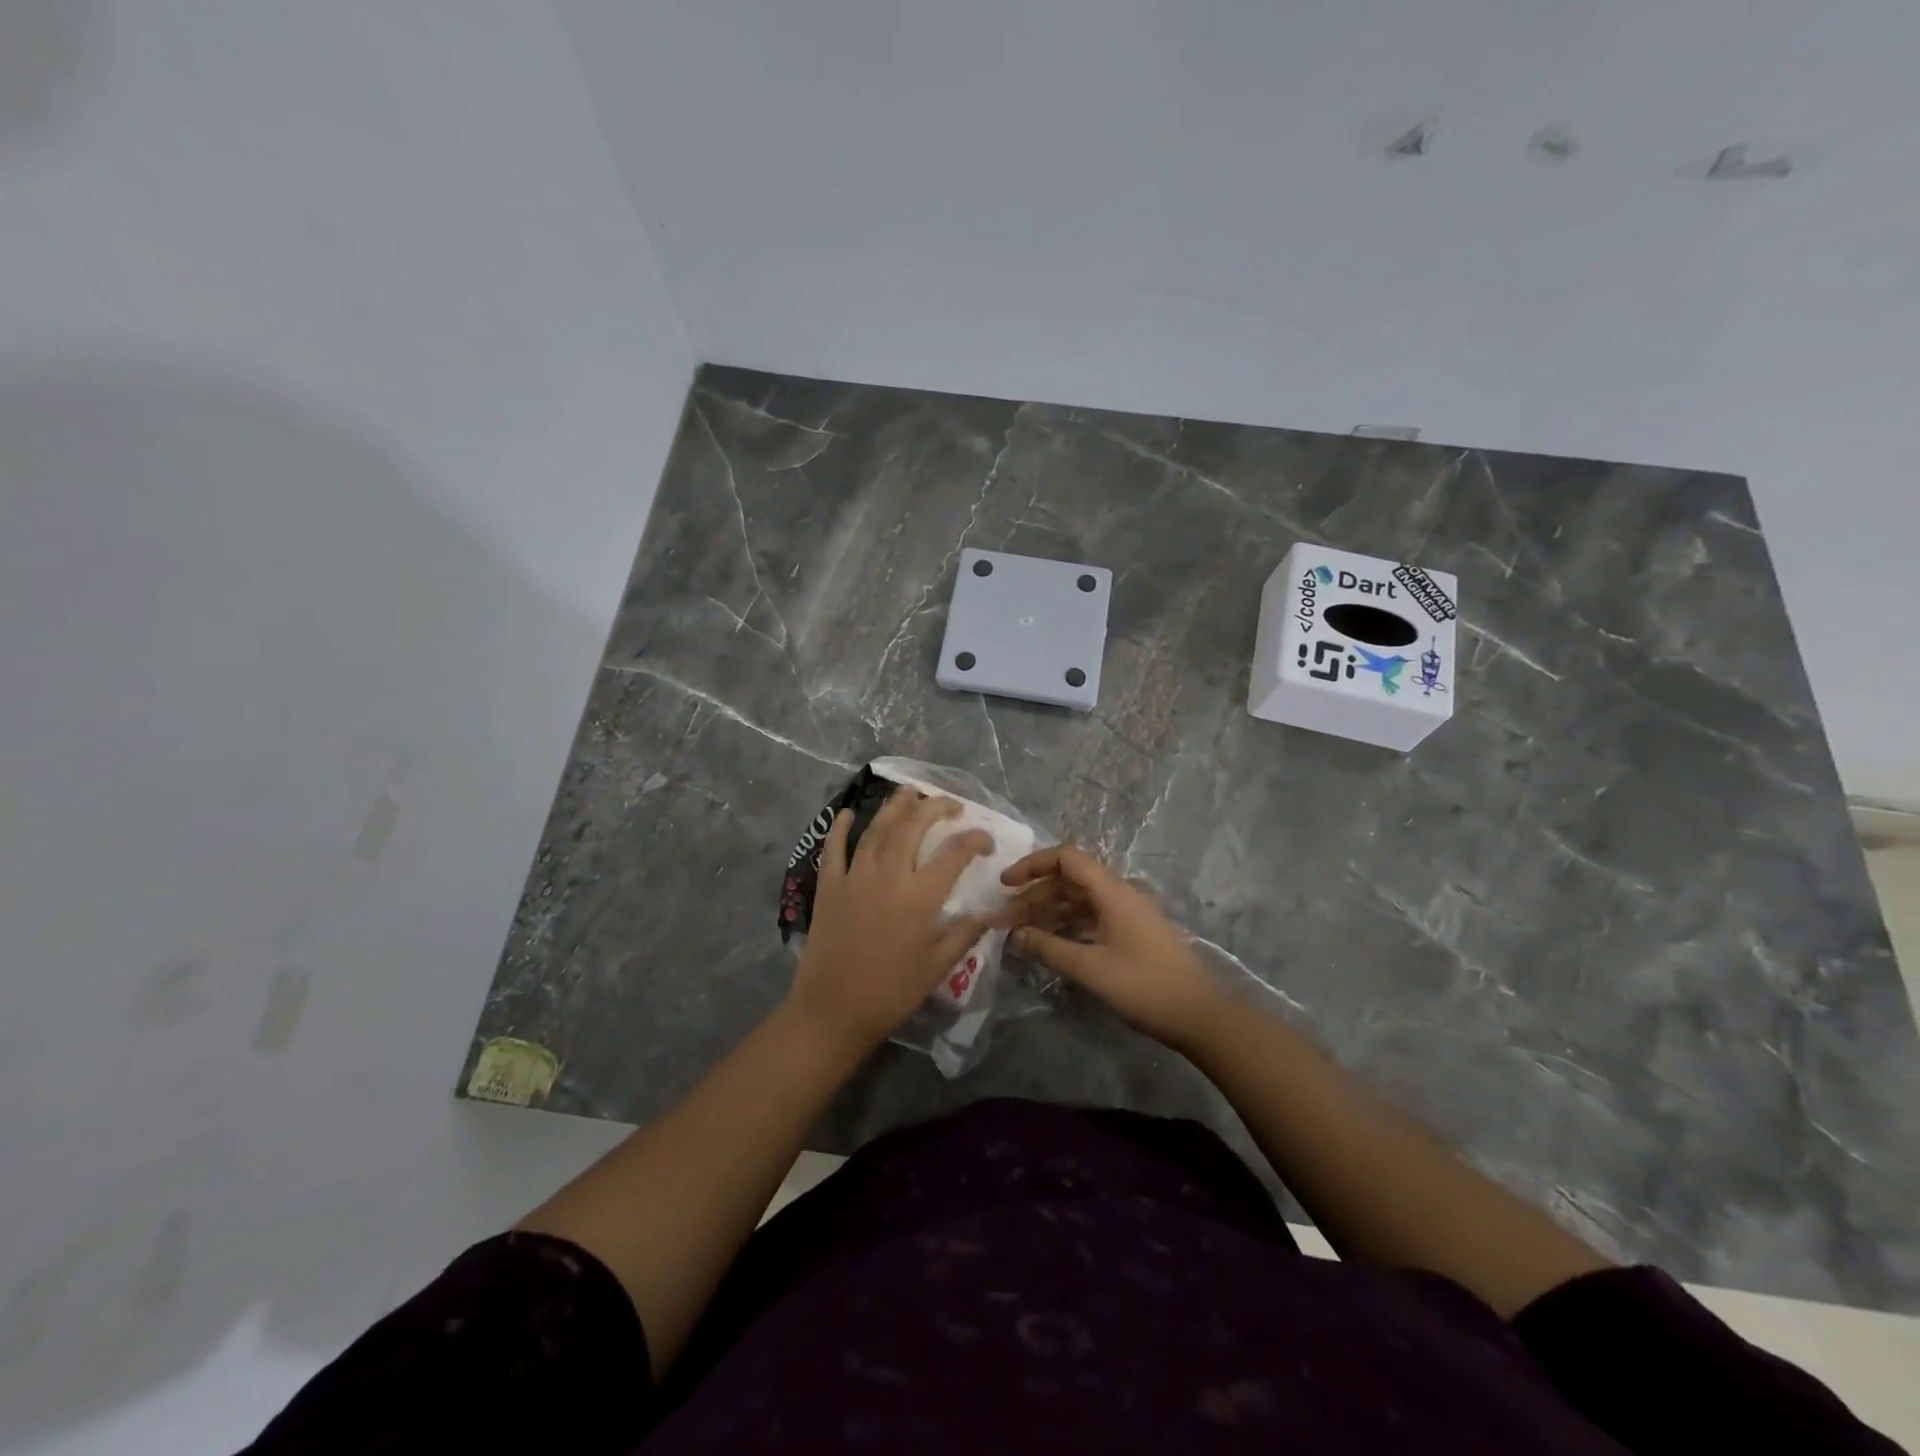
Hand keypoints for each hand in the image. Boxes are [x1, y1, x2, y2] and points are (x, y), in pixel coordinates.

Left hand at [788, 788, 994, 1053]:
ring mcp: (855, 876)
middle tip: (950, 804)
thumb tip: (989, 911)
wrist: (832, 1010)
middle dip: (935, 808)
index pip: (955, 853)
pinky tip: (848, 813)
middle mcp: (889, 875)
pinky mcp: (829, 886)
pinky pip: (834, 848)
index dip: (975, 840)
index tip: (986, 842)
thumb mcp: (938, 966)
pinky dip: (840, 827)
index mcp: (920, 896)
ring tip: (909, 792)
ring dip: (895, 807)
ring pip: (878, 829)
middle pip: (914, 826)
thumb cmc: (891, 992)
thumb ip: (965, 933)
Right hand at [1002, 844, 1225, 1048]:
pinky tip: (1049, 941)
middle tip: (1005, 918)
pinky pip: (1092, 917)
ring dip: (1049, 911)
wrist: (1199, 1015)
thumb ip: (1049, 948)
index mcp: (1112, 891)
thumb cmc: (1144, 986)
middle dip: (1035, 894)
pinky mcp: (1132, 933)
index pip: (1066, 858)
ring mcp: (1128, 913)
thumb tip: (1015, 934)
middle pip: (1070, 880)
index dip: (1033, 865)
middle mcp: (1120, 893)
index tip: (1006, 884)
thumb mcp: (1090, 968)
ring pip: (1079, 900)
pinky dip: (1067, 924)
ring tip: (1020, 931)